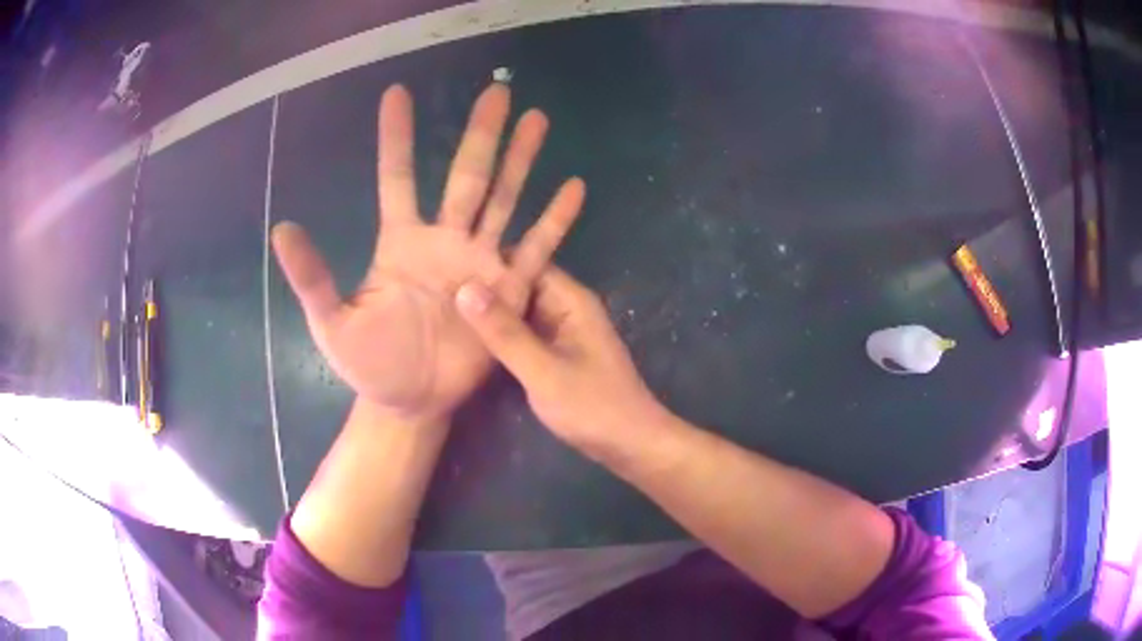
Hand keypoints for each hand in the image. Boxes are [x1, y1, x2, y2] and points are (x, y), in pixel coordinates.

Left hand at [272, 84, 584, 420]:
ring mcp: (479, 262)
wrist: (409, 402)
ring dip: (521, 161)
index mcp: (401, 241)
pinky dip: (554, 220)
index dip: (396, 136)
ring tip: (538, 119)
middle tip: (497, 91)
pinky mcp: (508, 291)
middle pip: (466, 176)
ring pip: (504, 200)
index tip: (397, 93)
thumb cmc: (368, 362)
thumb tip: (280, 229)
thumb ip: (311, 276)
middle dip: (481, 133)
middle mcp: (444, 240)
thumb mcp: (331, 321)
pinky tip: (573, 187)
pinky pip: (535, 249)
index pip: (399, 176)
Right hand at [454, 267, 664, 450]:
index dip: (489, 262)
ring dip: (491, 315)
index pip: (526, 263)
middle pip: (522, 287)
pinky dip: (502, 337)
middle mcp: (567, 309)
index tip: (447, 263)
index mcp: (570, 300)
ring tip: (443, 311)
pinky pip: (525, 336)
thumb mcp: (544, 371)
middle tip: (436, 290)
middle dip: (486, 289)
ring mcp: (562, 333)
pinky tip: (470, 342)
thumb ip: (505, 333)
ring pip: (521, 314)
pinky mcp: (556, 355)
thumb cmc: (593, 406)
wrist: (630, 445)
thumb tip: (465, 289)